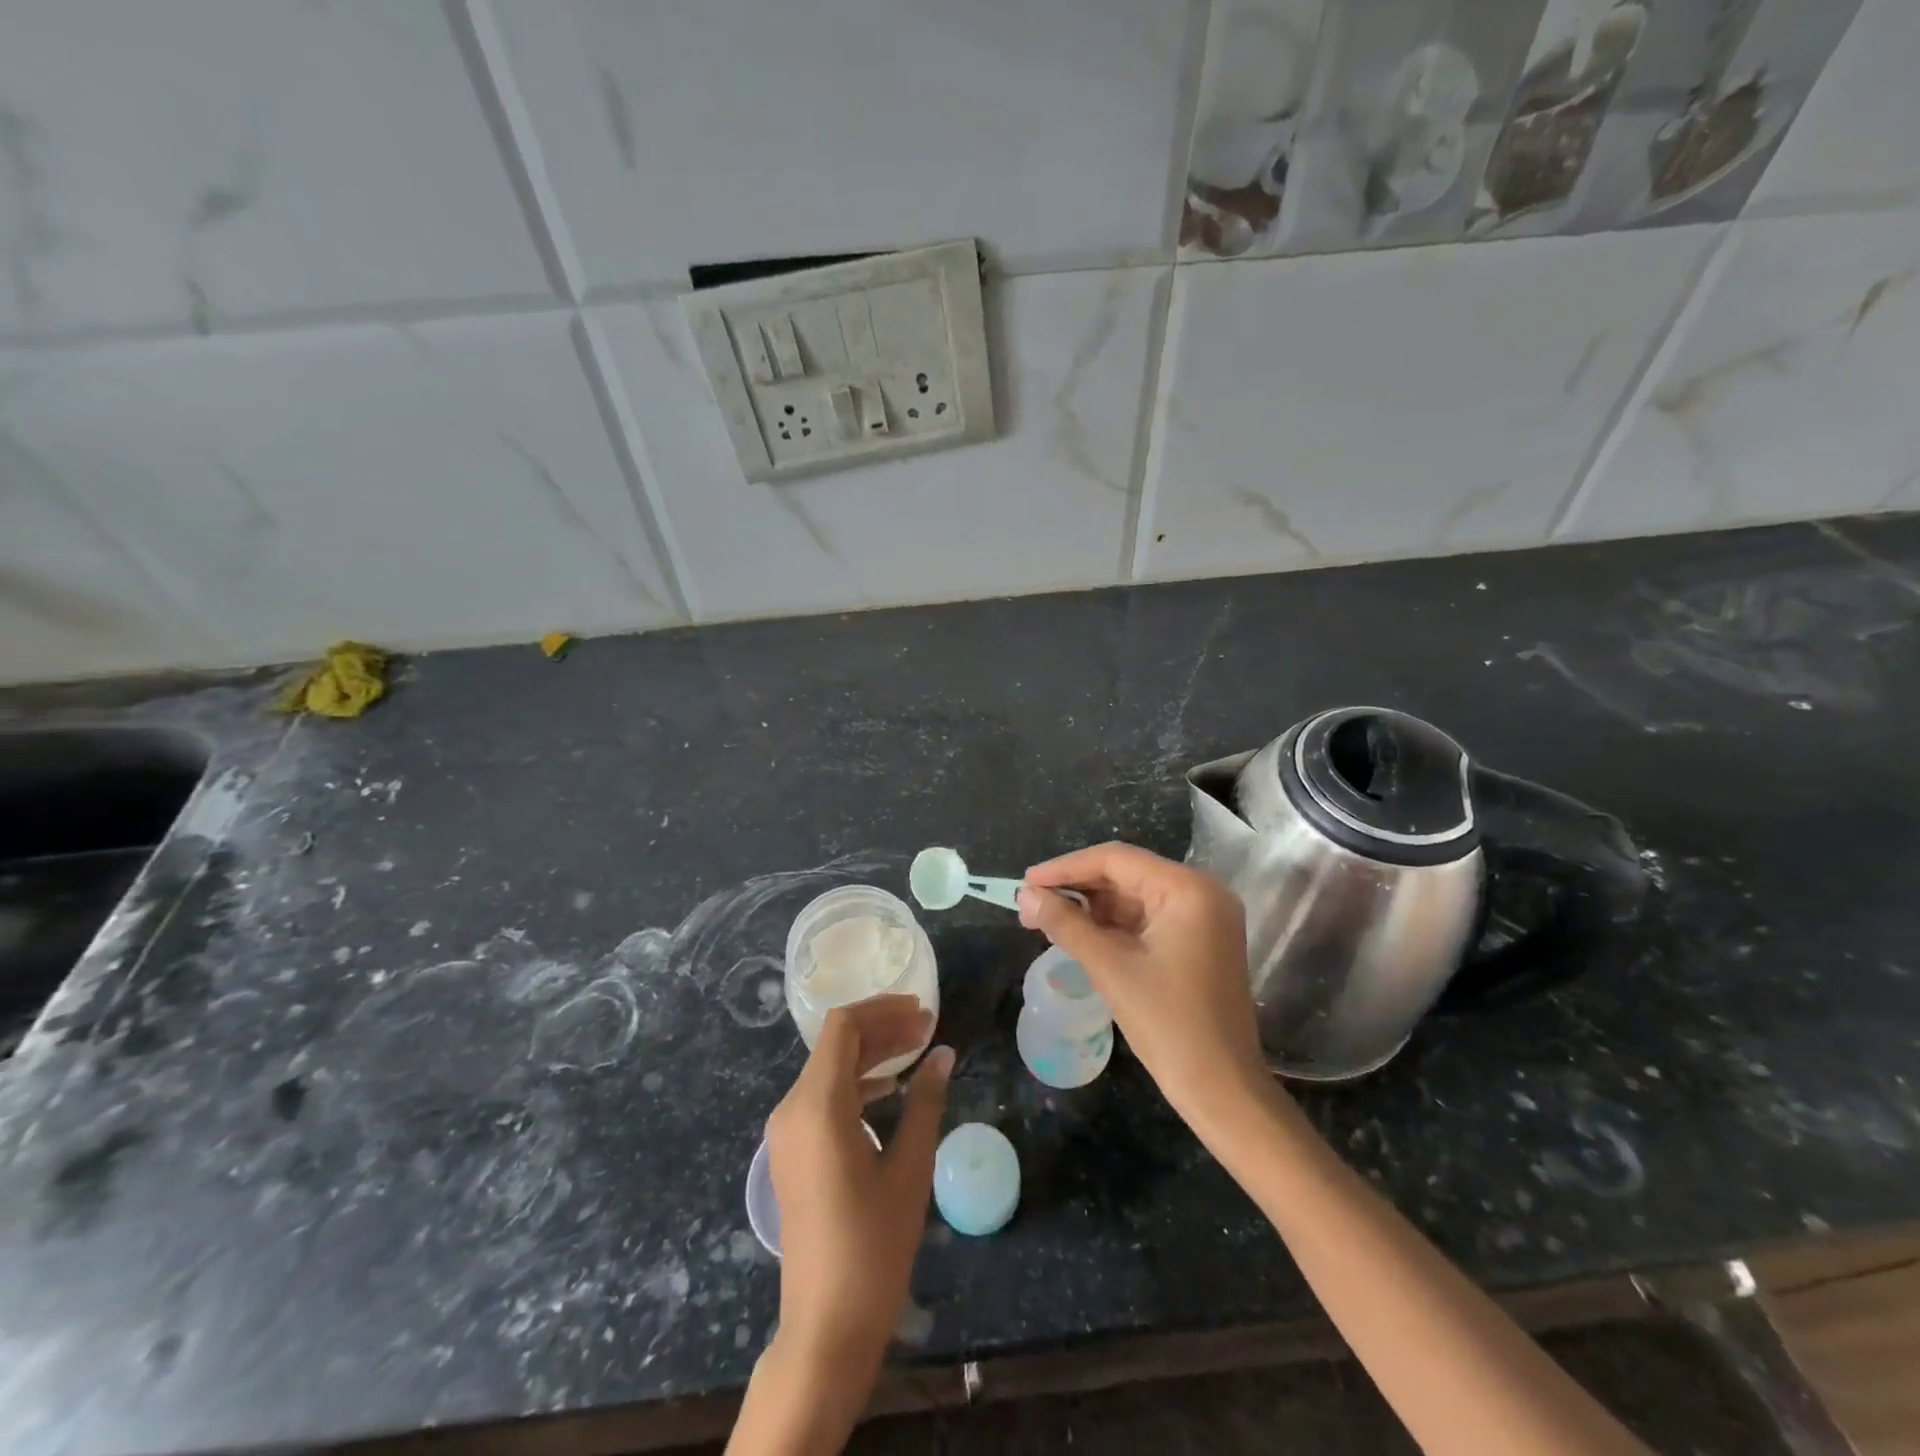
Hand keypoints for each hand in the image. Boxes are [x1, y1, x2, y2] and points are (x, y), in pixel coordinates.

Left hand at [765, 996, 952, 1367]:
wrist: (826, 1325)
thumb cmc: (873, 1245)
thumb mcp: (909, 1168)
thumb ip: (925, 1102)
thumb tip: (944, 1054)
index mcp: (817, 1106)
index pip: (843, 1028)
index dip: (883, 1010)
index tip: (923, 1012)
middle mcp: (792, 1109)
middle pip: (836, 1044)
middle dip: (882, 1029)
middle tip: (928, 1028)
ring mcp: (786, 1132)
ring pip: (829, 1068)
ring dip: (871, 1054)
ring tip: (916, 1050)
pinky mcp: (791, 1151)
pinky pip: (822, 1097)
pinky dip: (856, 1082)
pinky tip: (890, 1088)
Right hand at [1019, 843, 1262, 1119]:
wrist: (1222, 1090)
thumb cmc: (1168, 1024)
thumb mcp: (1110, 968)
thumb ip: (1065, 924)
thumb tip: (1025, 895)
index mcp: (1188, 889)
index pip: (1116, 860)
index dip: (1066, 867)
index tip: (1026, 881)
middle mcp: (1200, 893)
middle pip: (1125, 875)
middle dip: (1076, 889)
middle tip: (1030, 904)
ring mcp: (1202, 918)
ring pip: (1132, 898)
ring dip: (1090, 908)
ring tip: (1044, 919)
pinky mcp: (1197, 942)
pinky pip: (1145, 920)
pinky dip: (1111, 926)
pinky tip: (1077, 934)